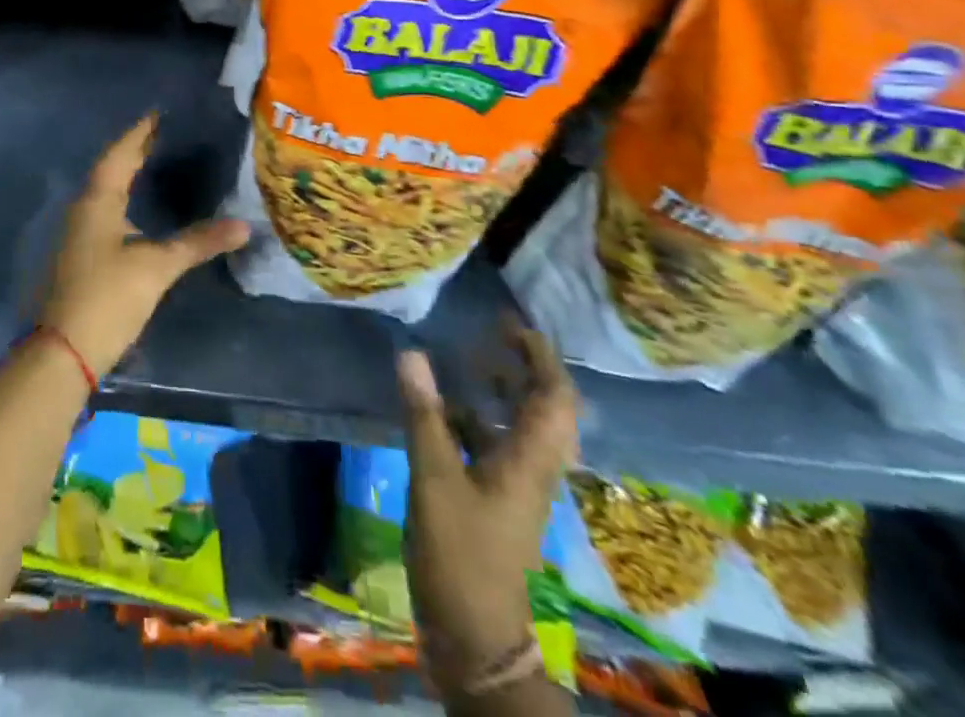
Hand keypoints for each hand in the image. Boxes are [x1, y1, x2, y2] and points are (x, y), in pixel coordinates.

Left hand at [39, 115, 249, 378]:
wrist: (64, 352)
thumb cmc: (108, 298)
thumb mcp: (157, 267)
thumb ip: (198, 242)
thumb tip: (244, 225)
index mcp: (97, 201)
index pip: (119, 154)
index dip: (139, 133)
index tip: (158, 114)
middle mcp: (83, 210)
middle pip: (110, 170)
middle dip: (134, 151)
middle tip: (163, 133)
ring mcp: (79, 234)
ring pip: (106, 192)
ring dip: (127, 175)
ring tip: (154, 163)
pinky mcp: (81, 255)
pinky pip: (104, 212)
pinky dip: (124, 200)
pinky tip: (138, 210)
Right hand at [399, 320, 578, 679]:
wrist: (477, 640)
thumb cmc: (463, 555)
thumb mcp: (436, 480)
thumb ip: (424, 415)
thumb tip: (410, 352)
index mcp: (529, 459)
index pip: (554, 397)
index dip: (539, 357)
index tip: (510, 323)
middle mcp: (531, 468)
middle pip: (544, 409)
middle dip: (524, 367)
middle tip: (490, 336)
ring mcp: (514, 487)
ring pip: (519, 426)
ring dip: (501, 392)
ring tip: (467, 361)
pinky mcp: (495, 503)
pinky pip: (494, 446)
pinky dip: (475, 420)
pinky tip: (443, 410)